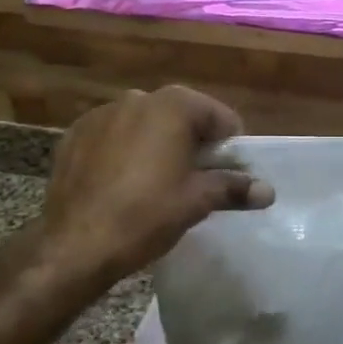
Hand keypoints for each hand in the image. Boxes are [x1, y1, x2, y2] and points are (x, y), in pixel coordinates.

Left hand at [41, 86, 272, 288]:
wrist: (75, 244)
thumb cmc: (146, 215)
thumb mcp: (197, 201)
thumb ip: (234, 188)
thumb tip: (268, 191)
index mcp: (173, 106)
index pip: (218, 116)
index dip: (229, 145)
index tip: (227, 173)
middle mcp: (137, 99)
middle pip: (180, 115)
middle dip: (191, 141)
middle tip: (195, 179)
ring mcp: (101, 114)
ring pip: (143, 123)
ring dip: (156, 143)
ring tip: (156, 182)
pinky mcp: (74, 134)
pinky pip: (111, 136)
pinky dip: (122, 150)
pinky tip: (120, 182)